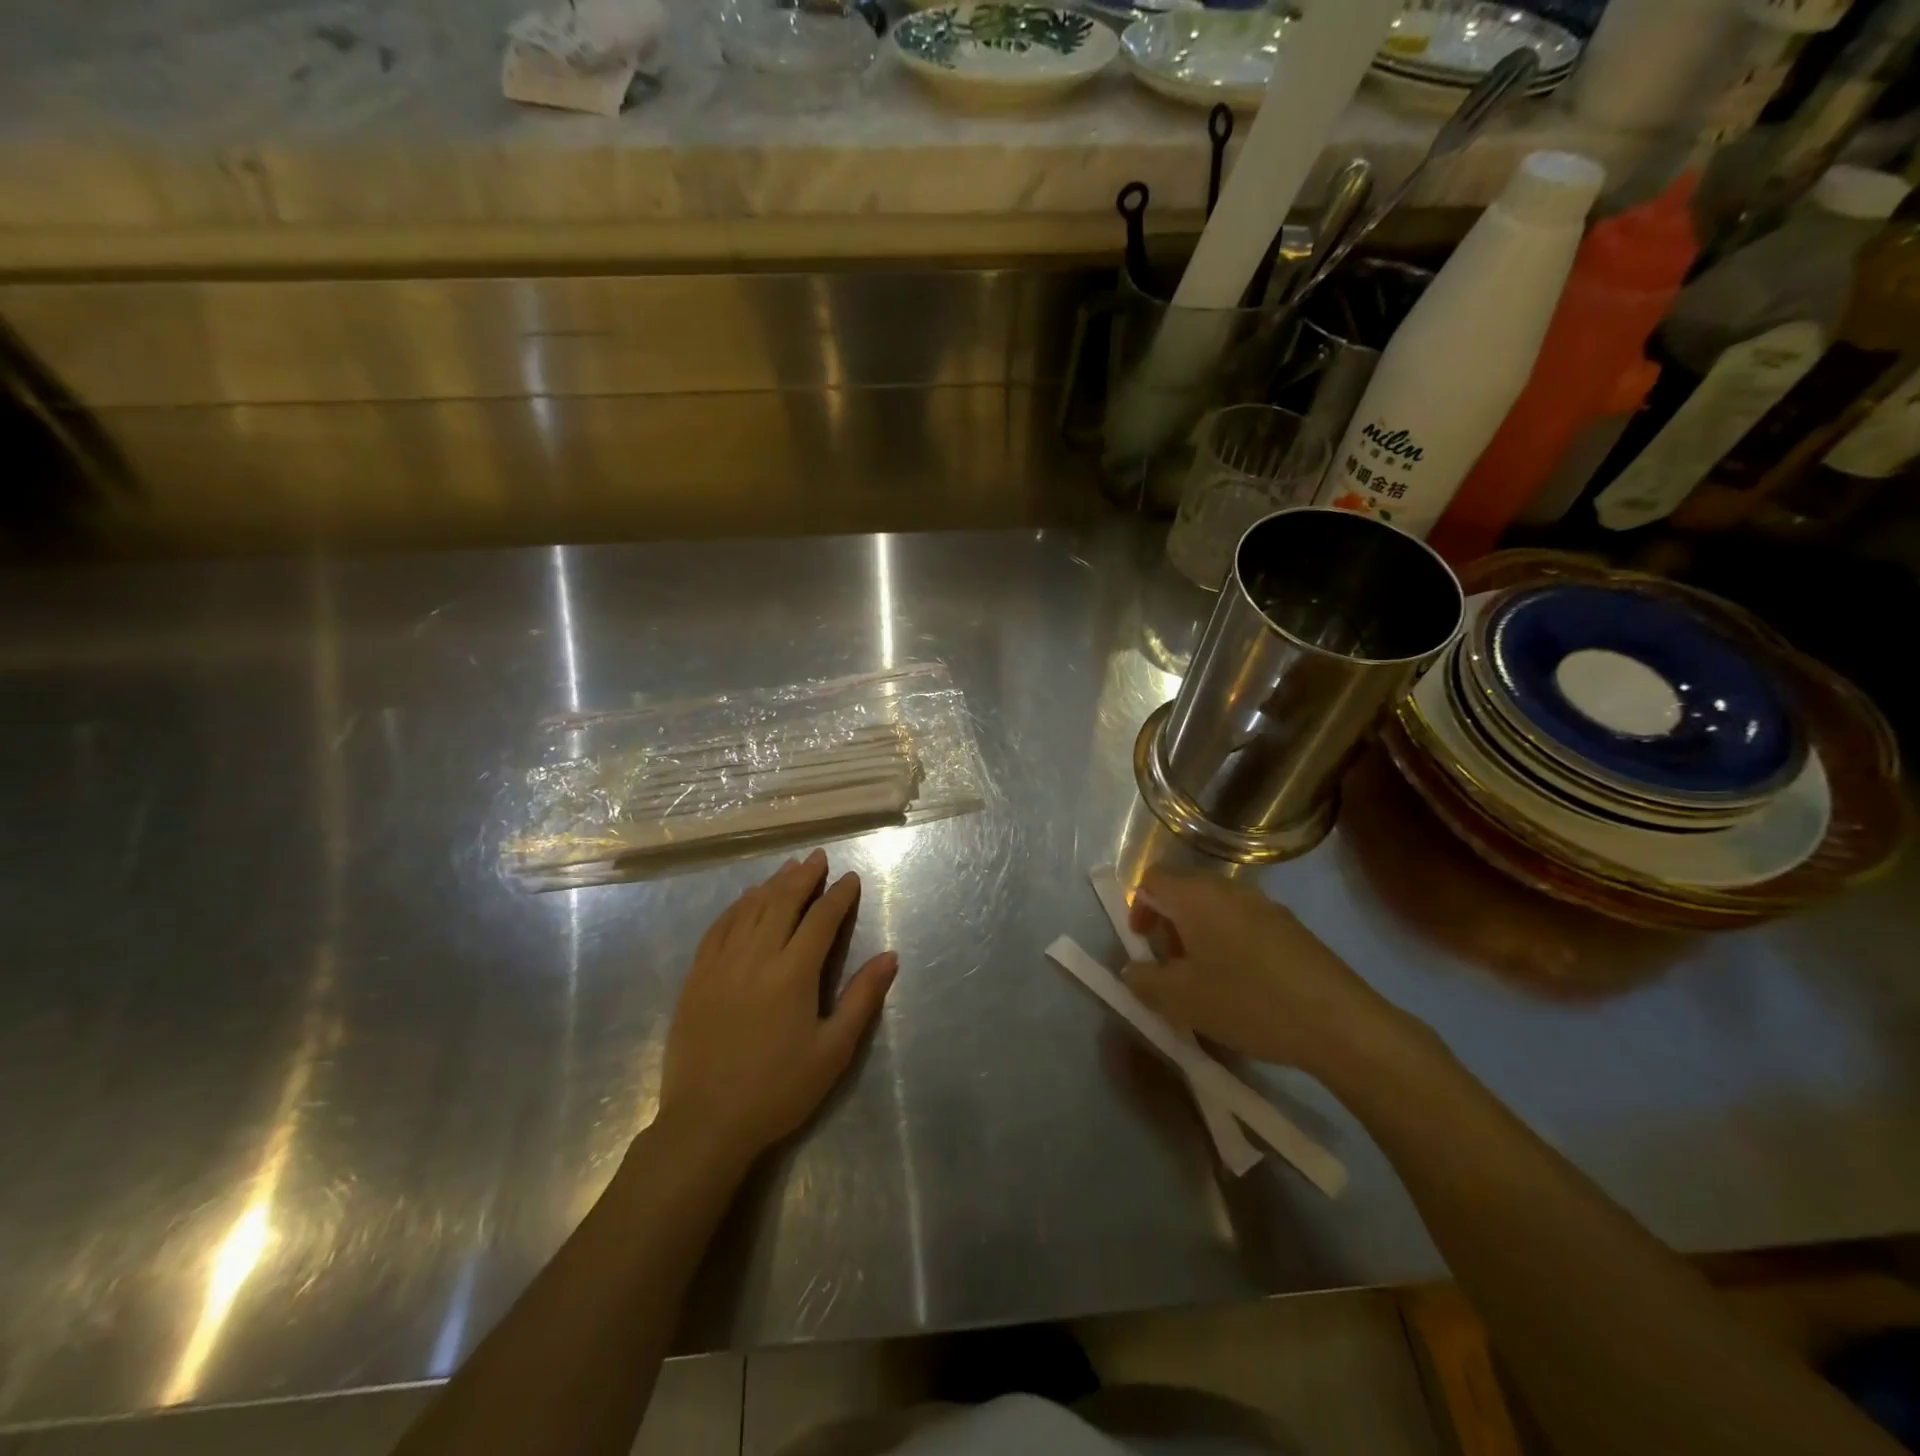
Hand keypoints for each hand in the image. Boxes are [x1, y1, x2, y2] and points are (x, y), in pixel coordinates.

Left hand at [659, 849, 896, 1164]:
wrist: (706, 1123)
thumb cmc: (778, 1089)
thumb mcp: (832, 1051)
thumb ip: (861, 998)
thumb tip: (889, 956)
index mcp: (792, 974)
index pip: (820, 920)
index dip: (838, 896)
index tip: (851, 879)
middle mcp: (755, 957)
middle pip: (781, 902)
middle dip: (804, 877)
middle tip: (818, 857)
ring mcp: (720, 964)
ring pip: (749, 909)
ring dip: (771, 884)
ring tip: (789, 868)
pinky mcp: (697, 977)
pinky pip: (718, 928)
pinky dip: (736, 907)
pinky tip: (745, 900)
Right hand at [1125, 868, 1411, 1082]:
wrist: (1339, 1023)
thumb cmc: (1248, 1002)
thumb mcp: (1181, 999)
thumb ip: (1144, 980)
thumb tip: (1133, 969)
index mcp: (1196, 896)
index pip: (1152, 879)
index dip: (1139, 907)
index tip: (1144, 944)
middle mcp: (1228, 889)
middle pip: (1184, 890)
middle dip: (1168, 923)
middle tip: (1171, 966)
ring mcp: (1265, 905)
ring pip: (1215, 907)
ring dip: (1198, 934)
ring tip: (1205, 980)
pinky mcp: (1290, 926)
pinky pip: (1243, 922)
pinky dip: (1228, 942)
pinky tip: (1242, 985)